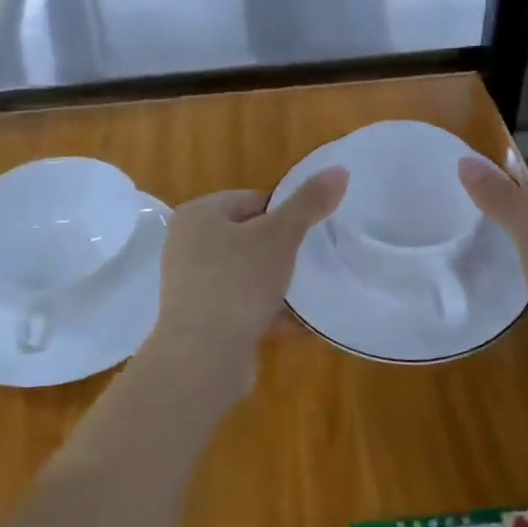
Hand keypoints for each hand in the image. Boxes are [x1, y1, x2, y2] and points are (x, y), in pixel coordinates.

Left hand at [146, 168, 349, 398]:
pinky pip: (243, 307)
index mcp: (198, 215)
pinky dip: (269, 311)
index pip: (251, 199)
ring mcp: (192, 285)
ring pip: (247, 274)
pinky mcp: (202, 321)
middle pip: (249, 237)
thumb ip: (309, 203)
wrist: (203, 357)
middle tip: (314, 260)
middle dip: (283, 250)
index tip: (312, 232)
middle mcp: (187, 245)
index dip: (285, 212)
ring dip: (278, 283)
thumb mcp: (280, 236)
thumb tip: (339, 169)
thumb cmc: (238, 282)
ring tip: (312, 290)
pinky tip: (302, 323)